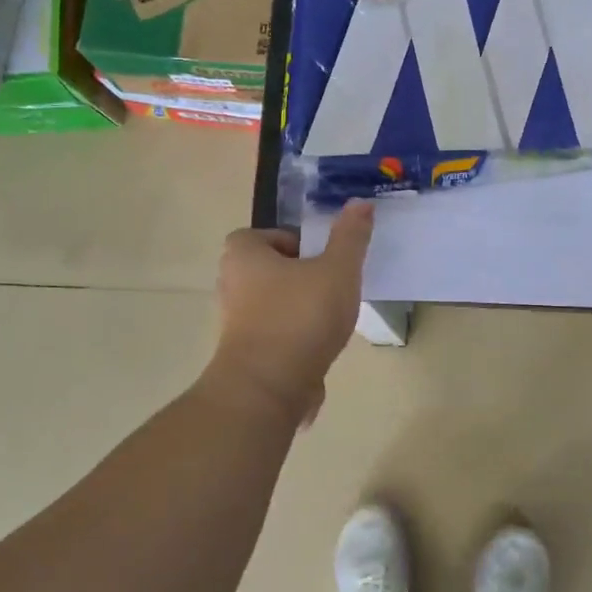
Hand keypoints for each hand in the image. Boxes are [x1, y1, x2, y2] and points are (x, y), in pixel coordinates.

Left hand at [206, 201, 374, 424]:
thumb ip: (350, 237)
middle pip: (273, 270)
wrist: (268, 388)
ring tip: (330, 320)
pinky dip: (296, 338)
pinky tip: (319, 348)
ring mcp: (235, 322)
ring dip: (301, 309)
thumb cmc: (300, 317)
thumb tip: (361, 202)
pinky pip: (276, 335)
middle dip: (302, 277)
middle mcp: (231, 284)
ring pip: (275, 304)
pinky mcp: (245, 354)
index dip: (297, 243)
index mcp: (243, 254)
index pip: (267, 235)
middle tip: (333, 287)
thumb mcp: (337, 270)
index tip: (325, 260)